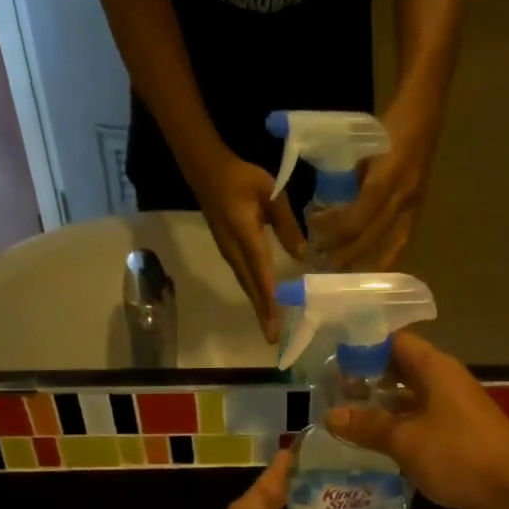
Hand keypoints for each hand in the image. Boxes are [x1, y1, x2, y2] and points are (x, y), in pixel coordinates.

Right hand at [192, 149, 305, 343]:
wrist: (206, 170)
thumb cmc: (241, 178)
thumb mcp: (271, 193)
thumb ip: (287, 224)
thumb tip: (302, 255)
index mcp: (246, 237)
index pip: (261, 274)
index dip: (270, 300)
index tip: (276, 323)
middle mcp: (235, 251)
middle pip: (251, 288)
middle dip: (263, 314)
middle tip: (273, 338)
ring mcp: (229, 253)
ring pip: (247, 285)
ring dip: (258, 307)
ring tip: (270, 327)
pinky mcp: (229, 251)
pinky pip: (244, 278)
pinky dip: (255, 293)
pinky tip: (264, 302)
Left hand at [318, 104, 438, 270]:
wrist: (426, 109)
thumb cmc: (390, 124)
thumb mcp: (362, 145)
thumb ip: (349, 177)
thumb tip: (330, 208)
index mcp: (385, 176)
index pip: (356, 217)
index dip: (334, 231)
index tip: (314, 235)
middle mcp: (402, 195)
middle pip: (370, 237)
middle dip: (344, 255)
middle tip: (321, 265)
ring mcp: (414, 203)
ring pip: (389, 245)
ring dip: (365, 261)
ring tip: (344, 273)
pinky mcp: (420, 207)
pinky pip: (403, 241)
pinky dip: (388, 258)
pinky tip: (374, 270)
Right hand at [325, 332, 508, 508]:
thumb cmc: (458, 454)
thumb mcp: (405, 440)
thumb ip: (367, 426)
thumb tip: (331, 416)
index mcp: (434, 368)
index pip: (394, 341)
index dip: (363, 347)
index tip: (332, 361)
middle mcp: (445, 381)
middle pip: (401, 369)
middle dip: (368, 379)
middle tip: (332, 392)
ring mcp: (454, 409)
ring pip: (410, 398)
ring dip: (381, 407)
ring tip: (345, 418)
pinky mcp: (458, 435)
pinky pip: (421, 422)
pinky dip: (398, 428)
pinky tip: (375, 444)